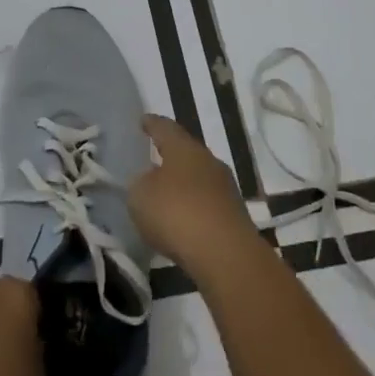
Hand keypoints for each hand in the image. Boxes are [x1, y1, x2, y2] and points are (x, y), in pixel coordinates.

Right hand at [129, 114, 263, 275]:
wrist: (225, 254)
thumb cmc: (177, 213)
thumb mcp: (141, 196)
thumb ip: (140, 183)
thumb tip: (149, 180)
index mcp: (184, 148)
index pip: (165, 128)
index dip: (152, 124)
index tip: (143, 121)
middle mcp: (208, 161)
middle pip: (186, 152)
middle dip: (169, 155)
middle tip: (152, 159)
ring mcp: (225, 188)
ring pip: (198, 178)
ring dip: (183, 184)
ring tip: (165, 194)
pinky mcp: (234, 215)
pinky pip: (206, 202)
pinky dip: (193, 207)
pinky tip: (182, 220)